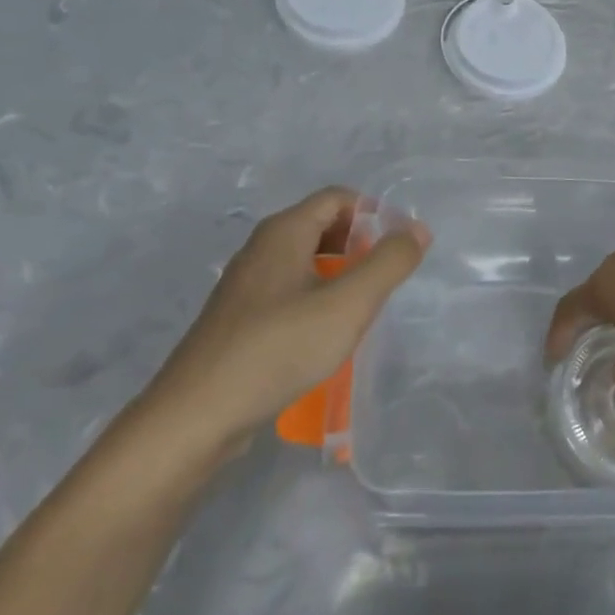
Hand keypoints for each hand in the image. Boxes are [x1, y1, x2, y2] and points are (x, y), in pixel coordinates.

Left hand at [139, 188, 428, 454]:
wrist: (196, 417)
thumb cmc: (278, 348)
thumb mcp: (348, 304)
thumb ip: (388, 262)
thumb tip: (418, 230)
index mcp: (283, 233)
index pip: (338, 198)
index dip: (375, 213)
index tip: (400, 247)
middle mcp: (261, 249)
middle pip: (321, 225)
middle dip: (360, 242)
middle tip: (386, 276)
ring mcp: (246, 286)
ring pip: (305, 260)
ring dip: (341, 272)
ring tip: (364, 304)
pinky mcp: (239, 320)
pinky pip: (289, 290)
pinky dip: (317, 297)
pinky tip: (328, 333)